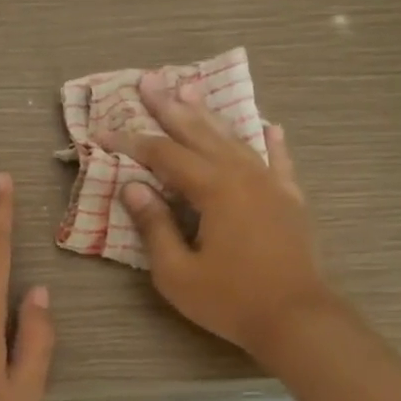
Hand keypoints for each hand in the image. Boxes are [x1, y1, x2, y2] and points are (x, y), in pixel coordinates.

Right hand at [111, 73, 337, 357]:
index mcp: (213, 188)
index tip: (102, 130)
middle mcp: (243, 174)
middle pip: (200, 133)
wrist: (298, 319)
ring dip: (210, 116)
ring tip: (191, 91)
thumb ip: (154, 227)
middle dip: (170, 107)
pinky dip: (270, 142)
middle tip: (149, 80)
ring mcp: (271, 184)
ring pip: (235, 139)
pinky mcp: (290, 200)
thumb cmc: (231, 300)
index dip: (131, 141)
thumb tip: (133, 187)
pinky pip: (279, 161)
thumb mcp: (177, 273)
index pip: (163, 155)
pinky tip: (268, 126)